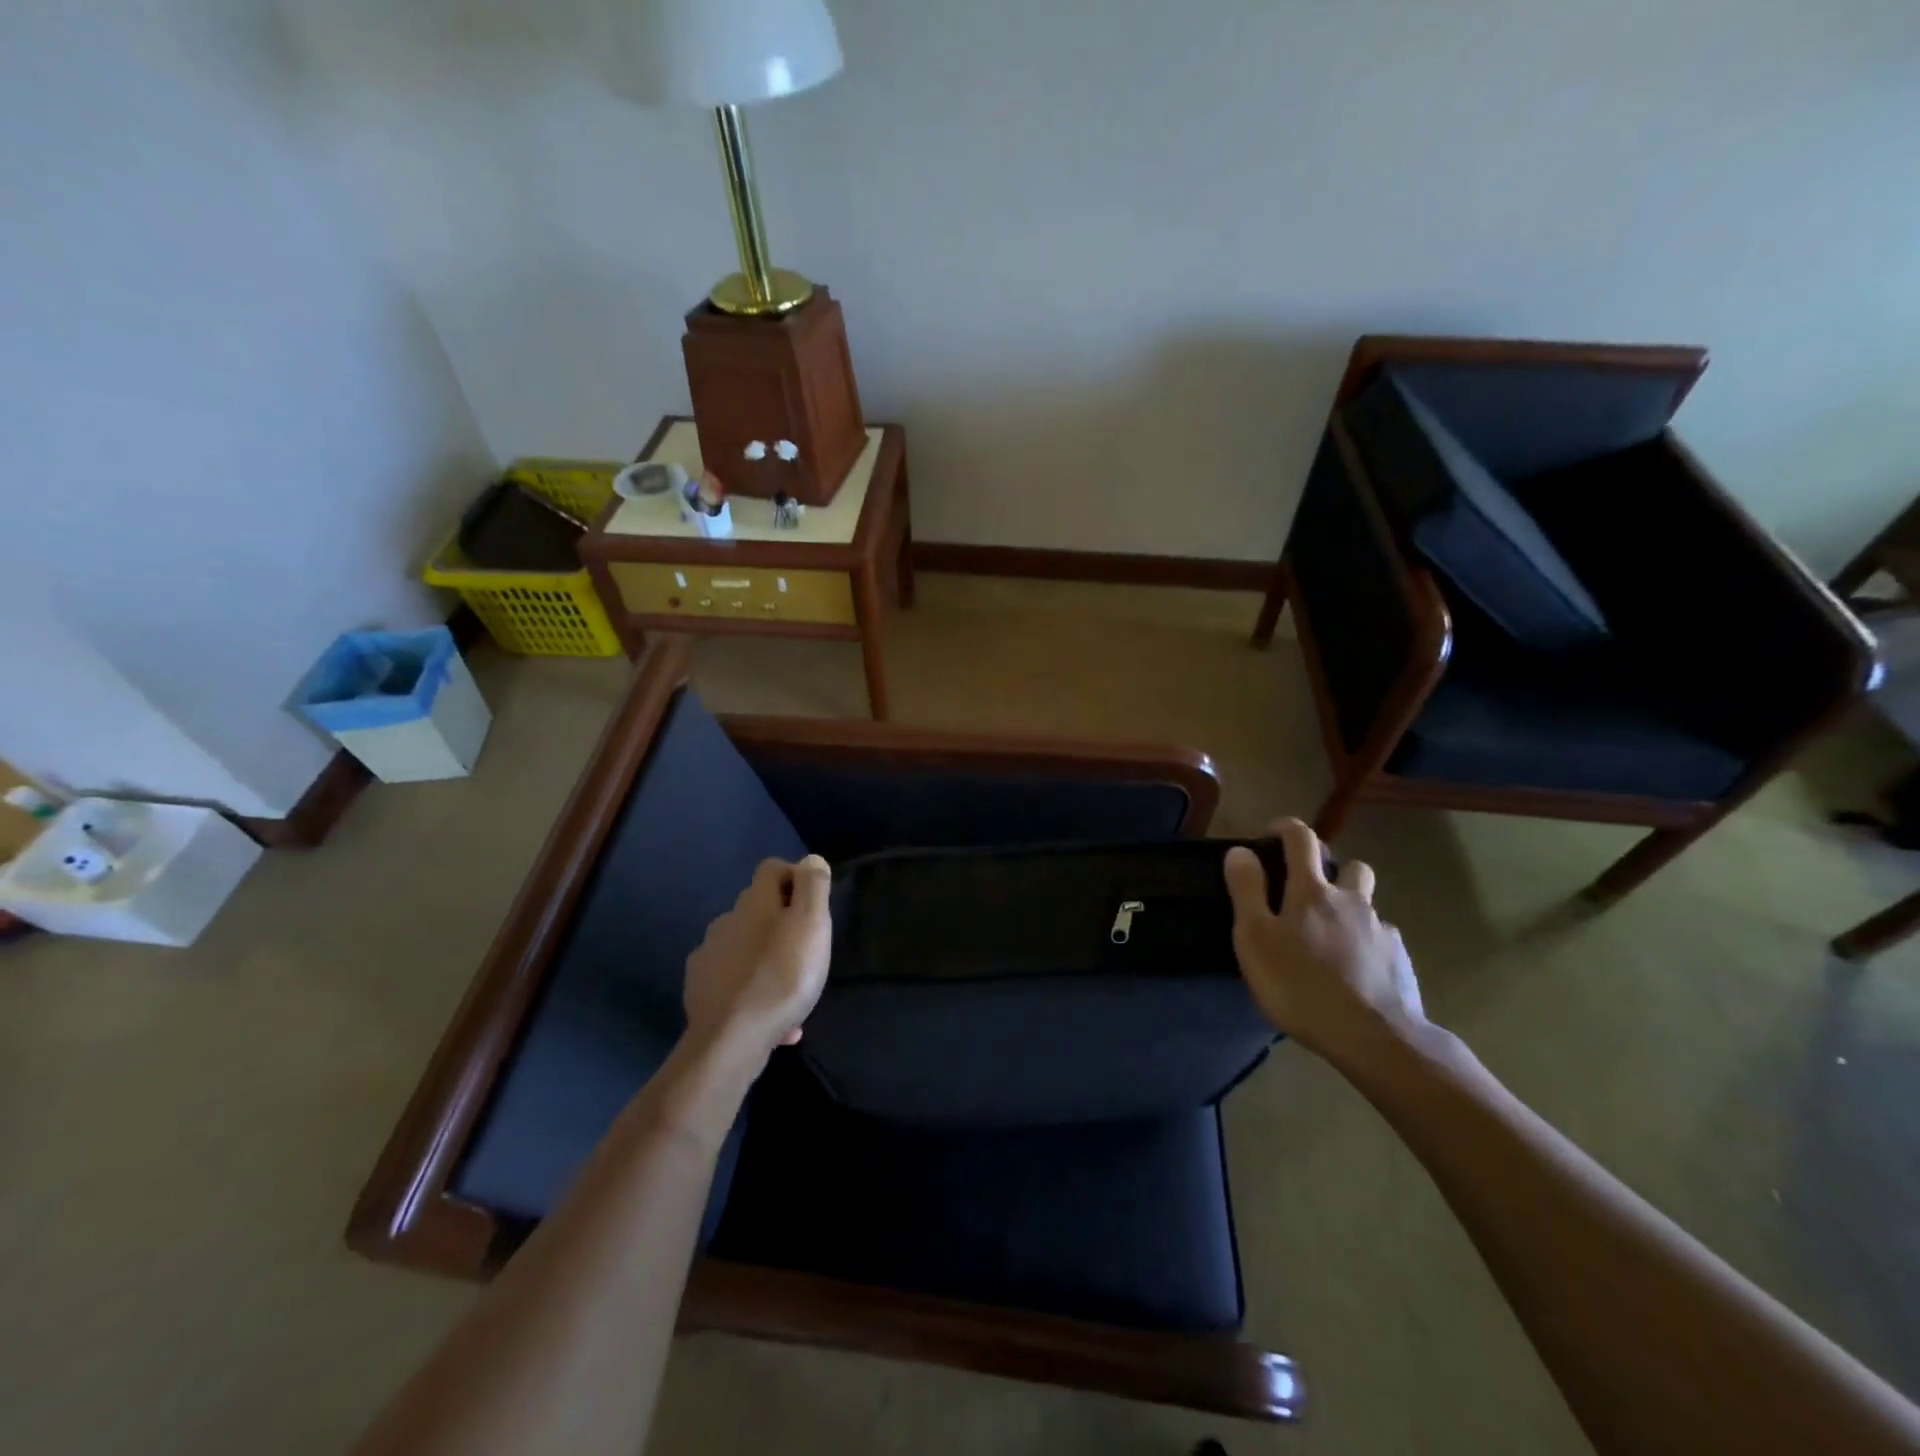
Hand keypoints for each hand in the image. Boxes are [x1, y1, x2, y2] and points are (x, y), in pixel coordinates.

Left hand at [683, 856, 832, 1058]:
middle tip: (808, 950)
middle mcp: (726, 922)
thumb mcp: (812, 925)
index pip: (771, 868)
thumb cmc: (782, 977)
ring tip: (793, 991)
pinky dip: (756, 994)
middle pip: (757, 909)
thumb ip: (813, 887)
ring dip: (769, 960)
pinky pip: (736, 984)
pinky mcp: (701, 991)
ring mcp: (709, 957)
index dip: (795, 877)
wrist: (731, 1041)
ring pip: (746, 948)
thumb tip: (810, 860)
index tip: (814, 905)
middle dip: (783, 923)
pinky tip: (778, 1023)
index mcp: (753, 902)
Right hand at [1223, 818, 1425, 1063]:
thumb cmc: (1301, 985)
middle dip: (1331, 868)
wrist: (1376, 1038)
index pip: (1302, 840)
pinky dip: (1366, 944)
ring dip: (1351, 907)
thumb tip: (1241, 851)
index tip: (1271, 834)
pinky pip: (1382, 940)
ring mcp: (1381, 930)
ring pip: (1368, 905)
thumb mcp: (1255, 938)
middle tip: (1307, 891)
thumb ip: (1247, 891)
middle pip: (1350, 866)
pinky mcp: (1400, 961)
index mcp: (1312, 891)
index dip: (1286, 828)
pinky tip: (1354, 970)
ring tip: (1331, 936)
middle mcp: (1351, 901)